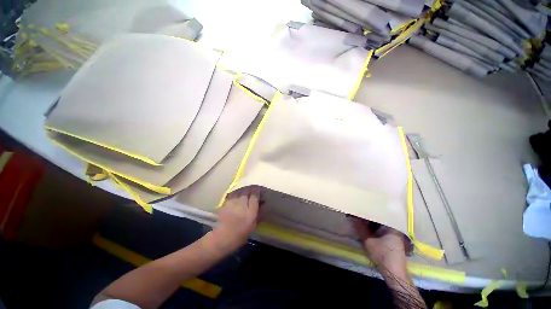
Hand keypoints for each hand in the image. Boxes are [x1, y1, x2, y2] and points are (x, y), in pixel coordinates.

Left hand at [212, 186, 260, 251]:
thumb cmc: (240, 235)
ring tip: (246, 188)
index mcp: (250, 214)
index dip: (257, 191)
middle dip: (251, 188)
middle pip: (247, 191)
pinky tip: (238, 192)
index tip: (259, 188)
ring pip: (240, 191)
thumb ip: (259, 213)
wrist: (222, 238)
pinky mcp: (225, 203)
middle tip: (253, 187)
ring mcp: (232, 204)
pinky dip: (237, 191)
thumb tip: (263, 202)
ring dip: (244, 188)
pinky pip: (233, 193)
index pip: (255, 197)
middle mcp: (241, 207)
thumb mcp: (253, 225)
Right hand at [349, 217, 407, 277]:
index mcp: (391, 225)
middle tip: (357, 215)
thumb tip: (352, 216)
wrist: (394, 273)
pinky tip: (367, 228)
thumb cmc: (382, 255)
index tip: (358, 210)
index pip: (377, 213)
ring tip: (360, 220)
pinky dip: (375, 229)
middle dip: (368, 217)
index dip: (367, 212)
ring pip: (380, 224)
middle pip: (379, 218)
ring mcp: (395, 234)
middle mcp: (395, 227)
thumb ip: (359, 227)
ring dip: (371, 223)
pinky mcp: (394, 239)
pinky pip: (383, 229)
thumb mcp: (367, 240)